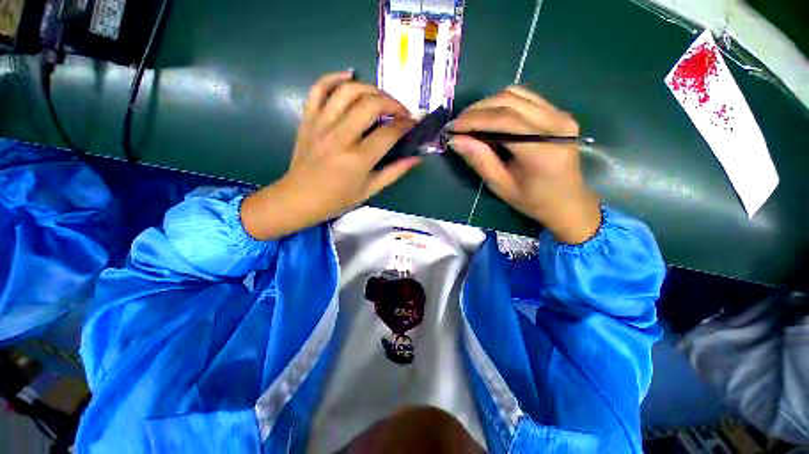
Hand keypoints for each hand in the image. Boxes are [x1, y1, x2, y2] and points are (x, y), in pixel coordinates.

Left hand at [241, 71, 420, 239]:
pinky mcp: (308, 119)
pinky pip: (319, 89)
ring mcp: (321, 124)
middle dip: (393, 103)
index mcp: (358, 159)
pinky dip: (334, 77)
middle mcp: (340, 136)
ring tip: (381, 98)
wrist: (299, 198)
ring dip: (370, 89)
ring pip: (348, 91)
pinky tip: (349, 76)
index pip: (388, 133)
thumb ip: (394, 172)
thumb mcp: (370, 190)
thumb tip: (416, 158)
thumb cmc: (337, 199)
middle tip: (401, 112)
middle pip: (371, 104)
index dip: (406, 125)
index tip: (414, 124)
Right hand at [450, 86, 600, 243]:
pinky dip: (503, 104)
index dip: (474, 120)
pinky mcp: (559, 114)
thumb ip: (480, 160)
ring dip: (488, 104)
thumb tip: (456, 140)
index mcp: (542, 149)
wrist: (568, 202)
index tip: (451, 128)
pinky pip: (526, 98)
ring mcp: (560, 115)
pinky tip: (490, 118)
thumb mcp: (501, 186)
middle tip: (457, 124)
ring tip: (470, 121)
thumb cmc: (533, 201)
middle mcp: (556, 124)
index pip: (504, 121)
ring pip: (517, 94)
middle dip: (477, 110)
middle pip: (509, 102)